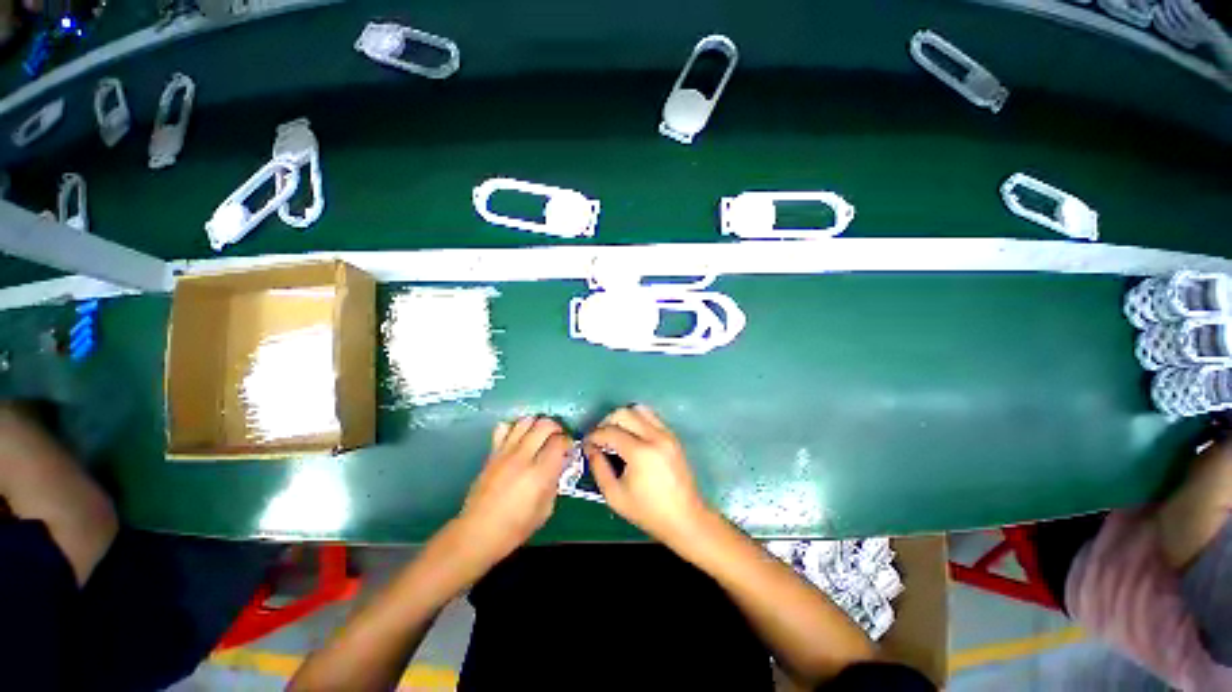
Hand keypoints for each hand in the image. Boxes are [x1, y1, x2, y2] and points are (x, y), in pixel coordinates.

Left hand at [457, 417, 572, 565]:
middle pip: (544, 425)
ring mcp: (505, 453)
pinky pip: (504, 428)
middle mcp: (523, 457)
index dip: (568, 442)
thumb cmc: (515, 528)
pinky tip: (519, 438)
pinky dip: (515, 427)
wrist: (477, 533)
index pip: (560, 442)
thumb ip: (554, 482)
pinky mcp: (492, 453)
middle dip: (556, 428)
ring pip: (525, 421)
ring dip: (537, 424)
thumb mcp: (545, 510)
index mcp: (539, 474)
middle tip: (557, 438)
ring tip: (540, 435)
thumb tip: (558, 465)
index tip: (568, 450)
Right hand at [584, 405, 710, 544]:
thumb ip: (598, 467)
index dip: (594, 435)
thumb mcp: (614, 495)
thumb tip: (590, 447)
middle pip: (624, 413)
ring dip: (623, 418)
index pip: (610, 431)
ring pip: (639, 410)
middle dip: (607, 422)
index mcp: (640, 453)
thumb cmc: (648, 511)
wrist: (685, 518)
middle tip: (600, 438)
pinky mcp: (673, 436)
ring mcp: (667, 434)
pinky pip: (651, 418)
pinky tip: (632, 438)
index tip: (587, 443)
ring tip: (616, 434)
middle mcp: (655, 437)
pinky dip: (637, 421)